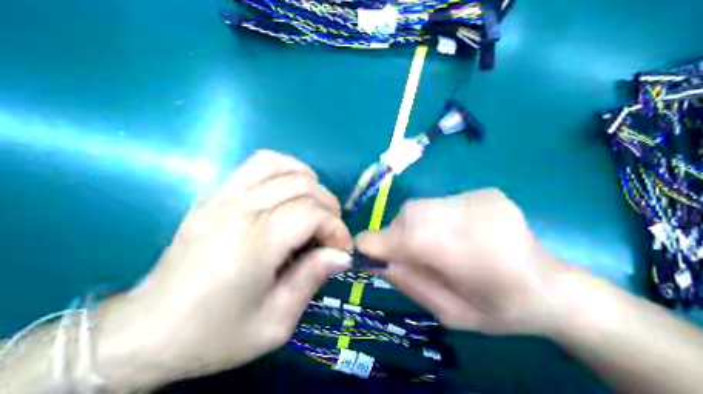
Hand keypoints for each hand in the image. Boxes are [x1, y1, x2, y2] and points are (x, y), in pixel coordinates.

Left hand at [95, 149, 354, 389]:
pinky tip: (285, 197)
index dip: (335, 228)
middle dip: (327, 205)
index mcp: (252, 247)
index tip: (341, 251)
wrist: (147, 333)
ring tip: (313, 206)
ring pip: (275, 164)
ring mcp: (218, 199)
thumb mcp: (274, 324)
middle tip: (330, 233)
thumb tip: (340, 255)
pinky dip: (280, 172)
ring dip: (305, 179)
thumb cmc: (214, 336)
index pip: (309, 213)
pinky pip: (251, 167)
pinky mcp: (209, 198)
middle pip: (298, 185)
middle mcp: (236, 212)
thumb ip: (310, 280)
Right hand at [358, 189, 563, 333]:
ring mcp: (483, 199)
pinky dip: (435, 219)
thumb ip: (412, 284)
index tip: (363, 250)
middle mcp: (476, 218)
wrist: (552, 287)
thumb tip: (377, 260)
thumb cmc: (502, 311)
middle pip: (412, 214)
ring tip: (432, 246)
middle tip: (403, 255)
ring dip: (415, 225)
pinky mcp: (487, 191)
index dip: (379, 242)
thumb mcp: (451, 314)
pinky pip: (441, 202)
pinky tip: (455, 236)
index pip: (409, 238)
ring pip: (424, 205)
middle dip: (396, 233)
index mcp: (473, 257)